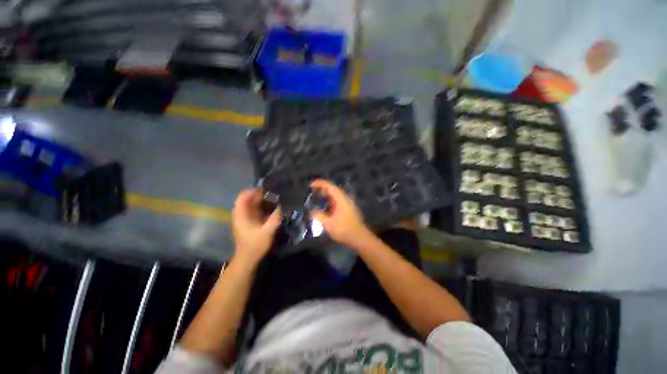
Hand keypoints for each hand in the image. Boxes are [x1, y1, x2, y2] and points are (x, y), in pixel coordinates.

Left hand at [231, 188, 281, 266]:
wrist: (247, 258)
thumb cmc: (255, 245)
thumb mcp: (267, 231)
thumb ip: (275, 218)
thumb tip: (282, 206)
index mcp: (241, 215)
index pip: (242, 197)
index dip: (252, 191)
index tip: (265, 189)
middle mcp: (240, 214)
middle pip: (247, 199)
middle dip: (259, 195)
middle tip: (273, 193)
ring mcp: (243, 218)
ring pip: (250, 204)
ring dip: (260, 200)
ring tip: (273, 198)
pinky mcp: (248, 222)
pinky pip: (253, 210)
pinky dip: (261, 207)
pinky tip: (271, 207)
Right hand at [309, 179, 371, 247]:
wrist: (359, 238)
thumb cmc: (344, 230)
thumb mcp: (328, 224)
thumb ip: (318, 216)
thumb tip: (311, 211)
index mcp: (341, 199)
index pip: (330, 186)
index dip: (320, 183)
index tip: (310, 185)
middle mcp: (345, 199)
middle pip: (332, 190)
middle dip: (321, 189)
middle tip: (311, 192)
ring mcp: (347, 204)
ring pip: (334, 196)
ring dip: (325, 195)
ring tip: (315, 198)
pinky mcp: (347, 210)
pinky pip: (336, 202)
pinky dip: (329, 202)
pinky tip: (323, 207)